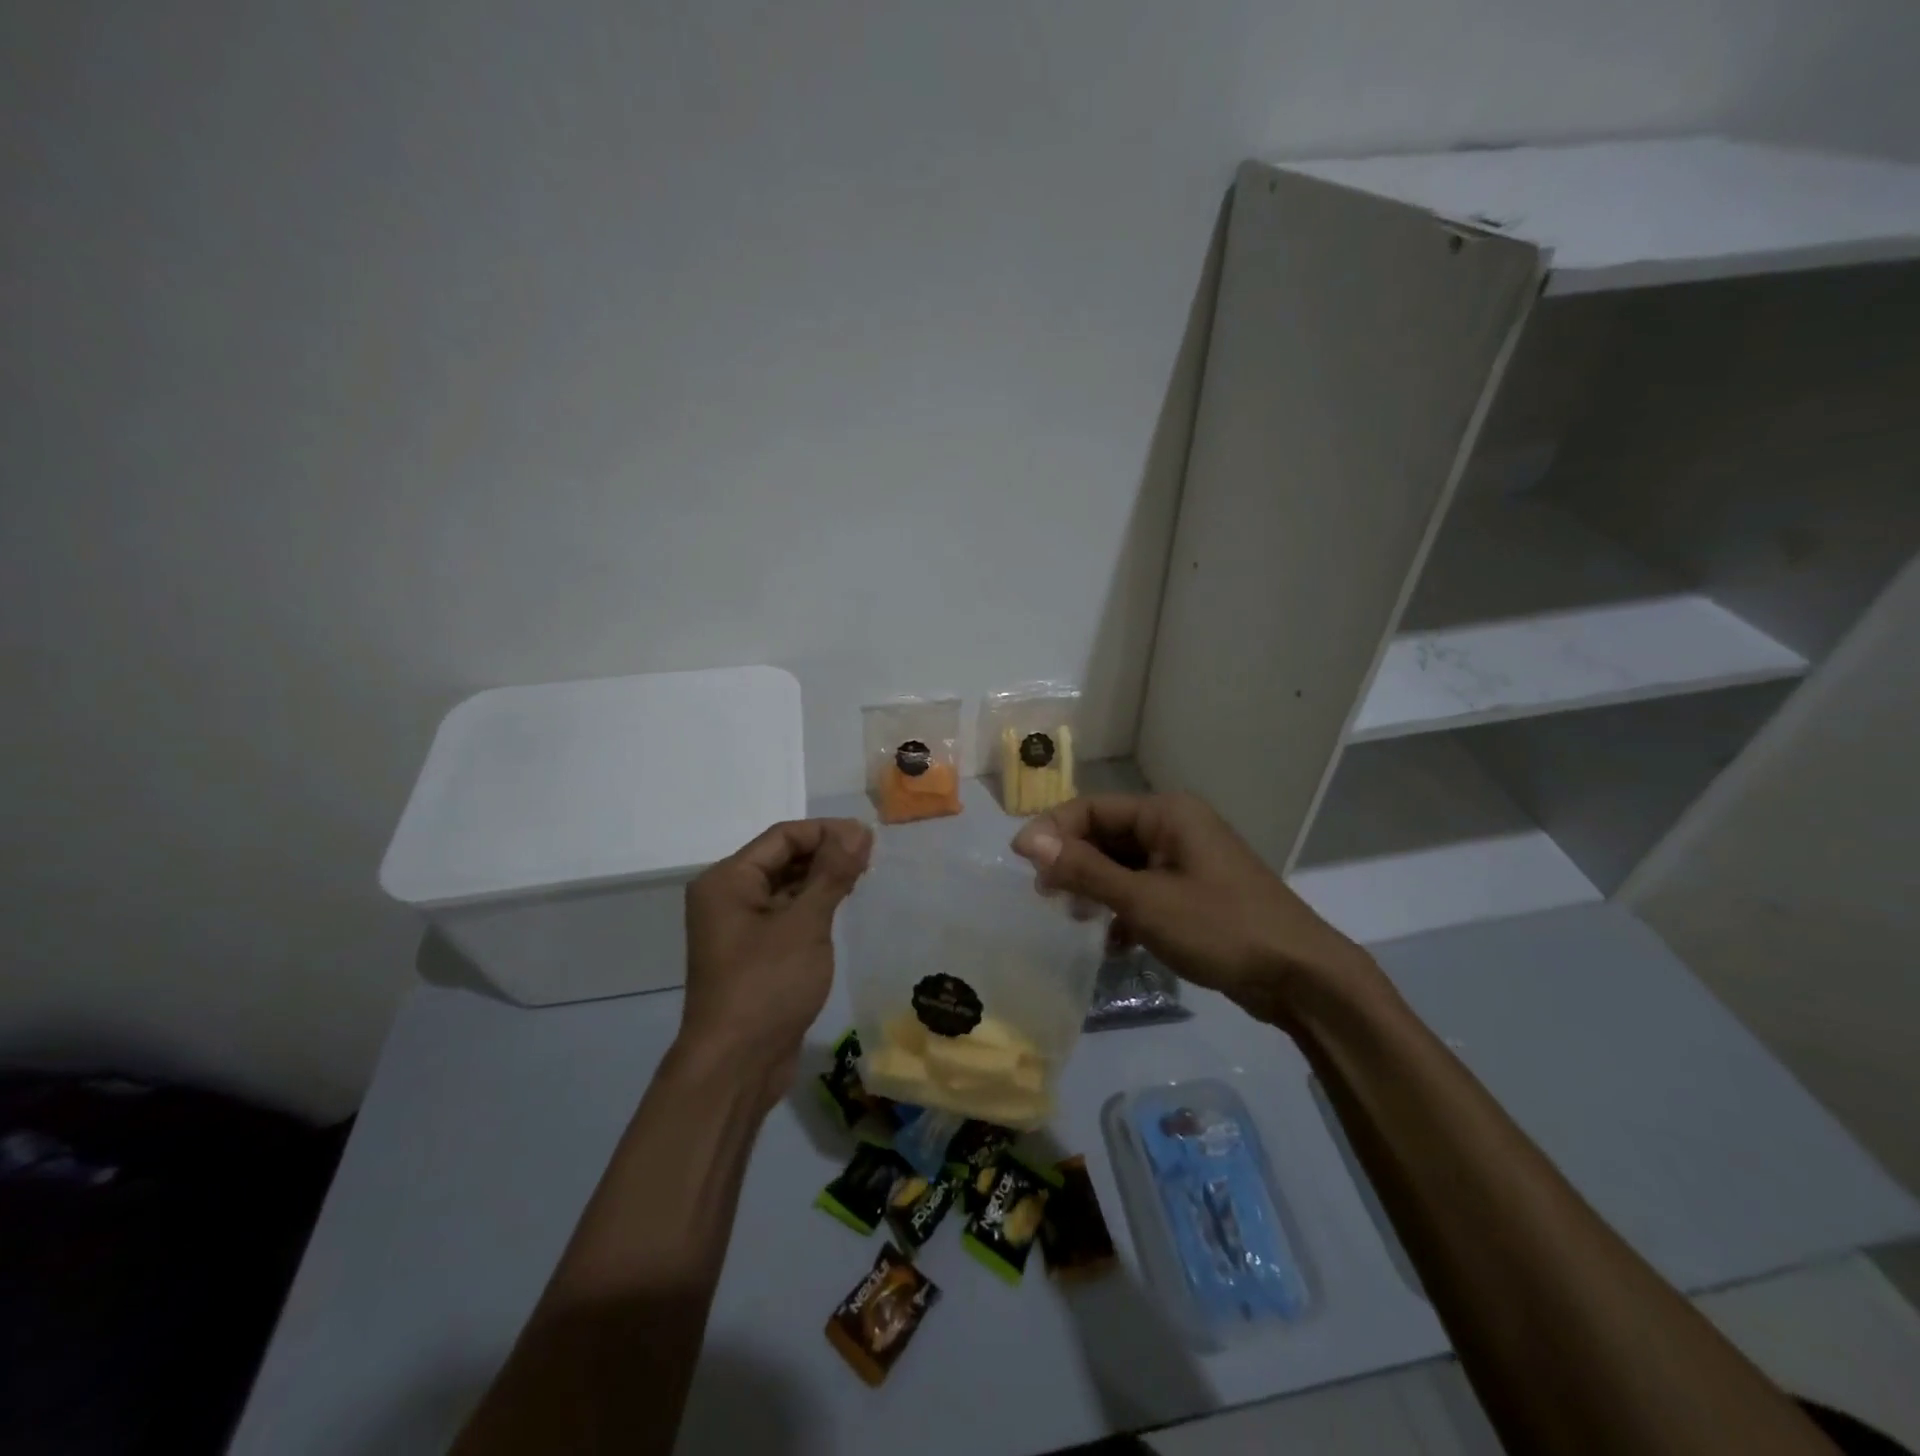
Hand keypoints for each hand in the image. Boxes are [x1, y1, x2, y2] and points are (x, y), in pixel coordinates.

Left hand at [681, 818, 872, 1111]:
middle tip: (872, 858)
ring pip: (786, 888)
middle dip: (826, 854)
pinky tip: (842, 908)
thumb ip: (832, 872)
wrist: (736, 1066)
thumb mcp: (805, 923)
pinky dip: (813, 907)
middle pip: (782, 858)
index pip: (783, 837)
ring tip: (864, 878)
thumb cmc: (767, 985)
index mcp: (728, 880)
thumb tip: (858, 829)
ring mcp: (739, 928)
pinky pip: (786, 915)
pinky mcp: (754, 954)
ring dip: (822, 880)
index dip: (827, 832)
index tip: (869, 838)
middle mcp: (727, 897)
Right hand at [1011, 793, 1376, 1031]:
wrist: (1301, 976)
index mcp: (1167, 813)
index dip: (1053, 830)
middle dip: (1074, 862)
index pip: (1093, 808)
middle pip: (1107, 834)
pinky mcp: (1195, 891)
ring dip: (1096, 888)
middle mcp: (1176, 827)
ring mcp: (1188, 860)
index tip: (1019, 862)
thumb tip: (1028, 841)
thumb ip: (1085, 870)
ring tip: (1074, 918)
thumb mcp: (1144, 901)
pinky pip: (1145, 888)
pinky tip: (1114, 941)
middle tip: (1045, 896)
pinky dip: (1124, 909)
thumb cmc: (1220, 928)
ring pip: (1124, 864)